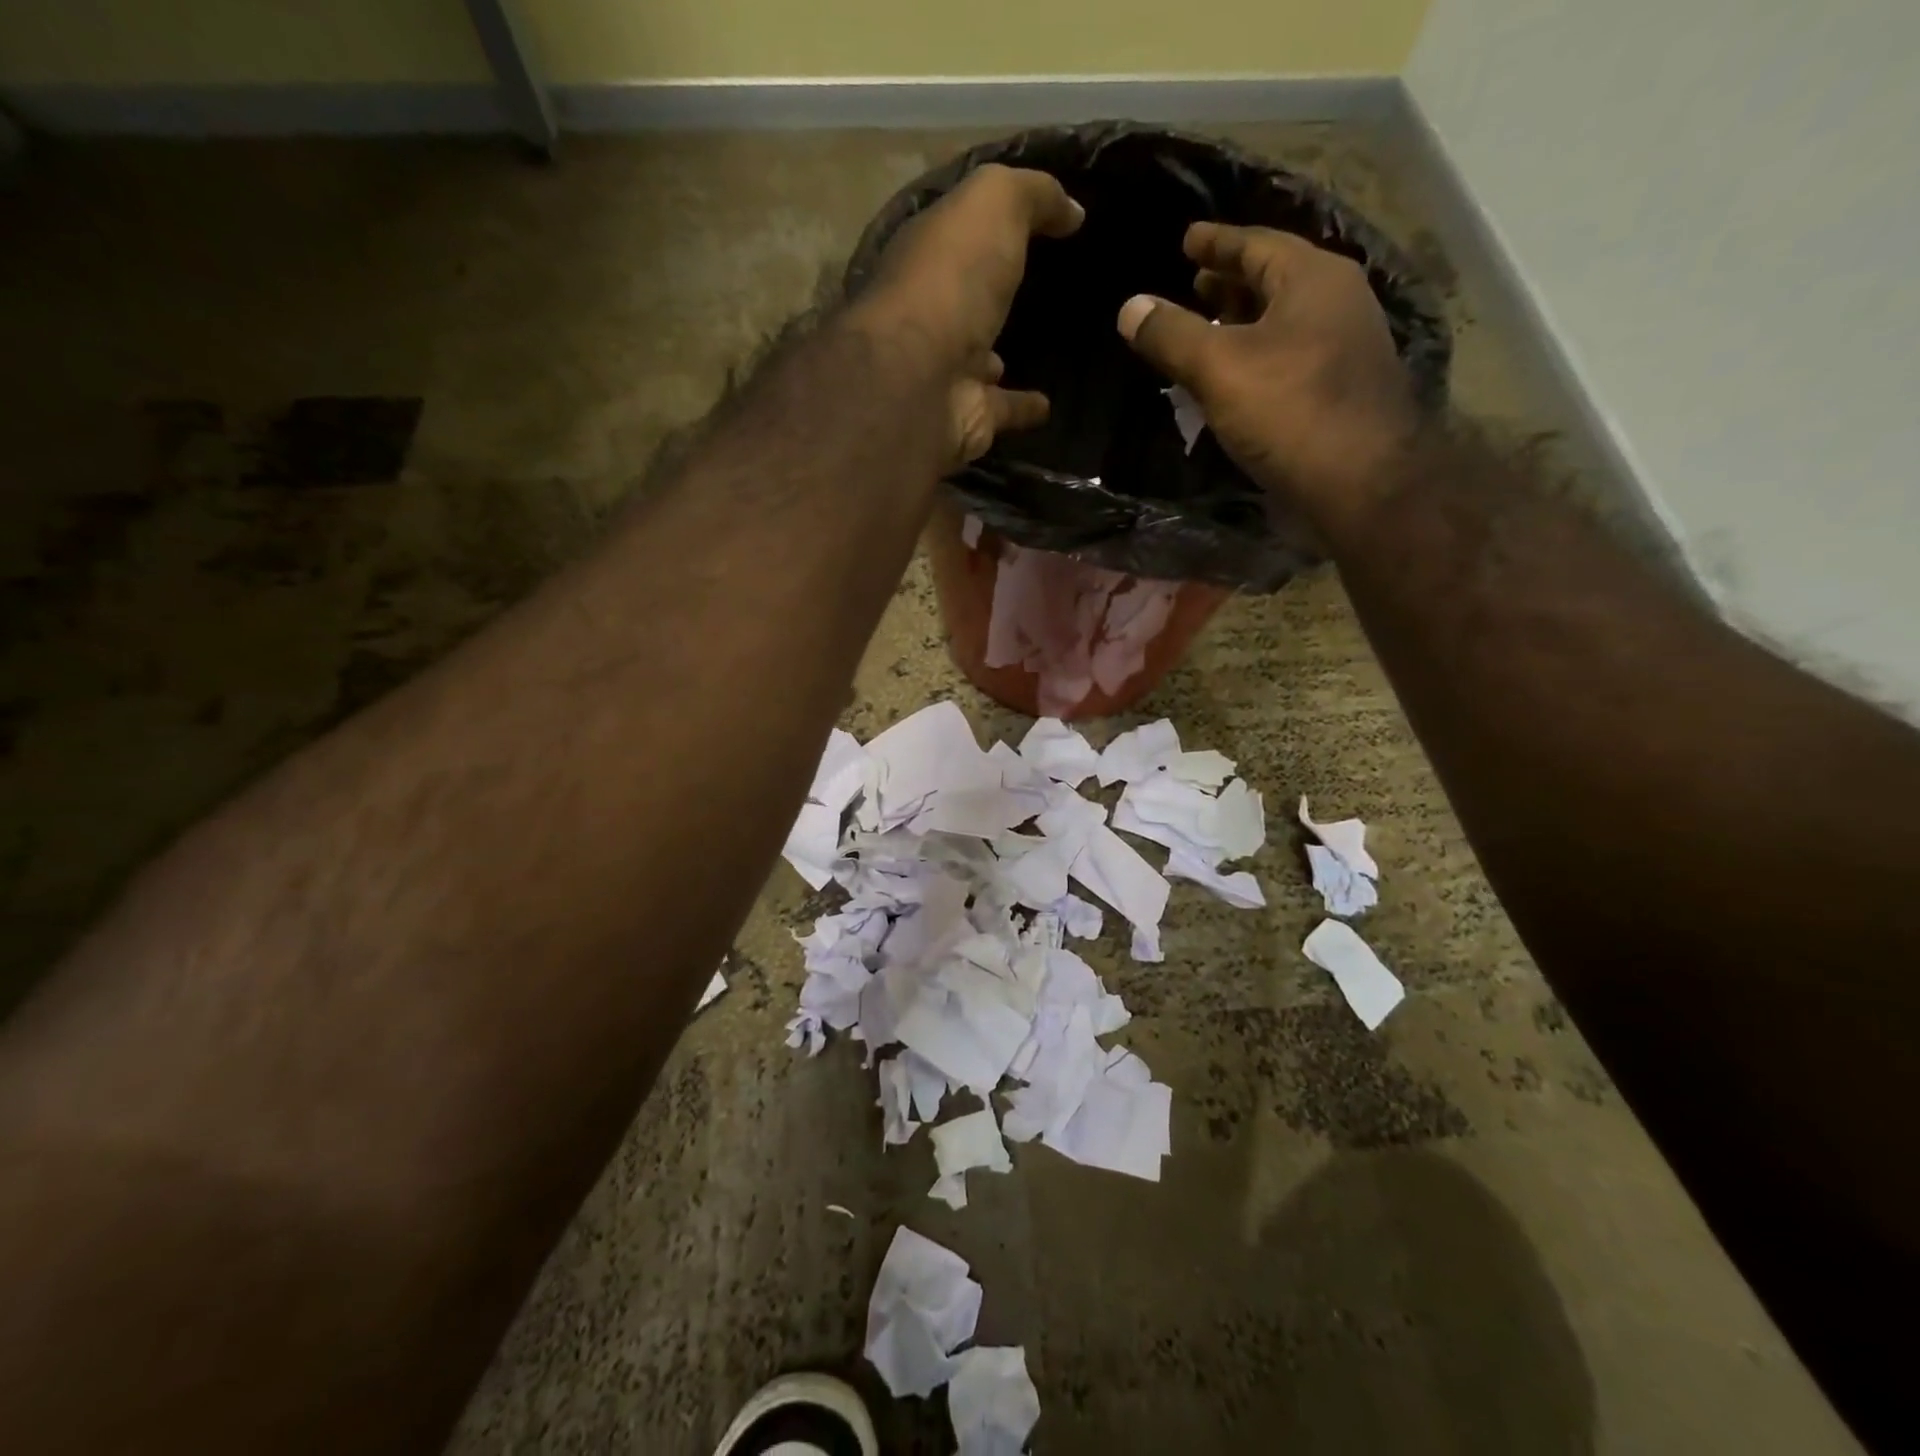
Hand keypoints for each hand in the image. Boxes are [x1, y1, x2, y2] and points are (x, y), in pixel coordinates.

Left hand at [851, 164, 1084, 465]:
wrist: (922, 381)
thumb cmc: (951, 280)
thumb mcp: (993, 205)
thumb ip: (1032, 195)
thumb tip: (1073, 210)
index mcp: (928, 257)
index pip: (957, 233)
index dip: (987, 222)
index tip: (1031, 218)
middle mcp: (931, 314)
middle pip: (965, 300)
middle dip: (989, 293)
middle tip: (1034, 285)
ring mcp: (947, 370)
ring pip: (980, 359)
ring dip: (998, 355)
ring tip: (1041, 347)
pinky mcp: (969, 416)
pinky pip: (1003, 409)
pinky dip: (1023, 408)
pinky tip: (1048, 406)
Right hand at [1117, 222, 1418, 531]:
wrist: (1359, 484)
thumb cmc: (1290, 412)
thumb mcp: (1219, 368)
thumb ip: (1172, 335)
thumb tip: (1130, 307)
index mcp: (1313, 279)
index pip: (1257, 243)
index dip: (1217, 242)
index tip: (1187, 239)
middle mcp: (1337, 304)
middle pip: (1275, 280)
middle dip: (1232, 282)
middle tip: (1194, 284)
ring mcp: (1343, 350)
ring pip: (1283, 322)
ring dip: (1243, 323)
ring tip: (1207, 330)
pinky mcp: (1339, 393)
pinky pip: (1288, 359)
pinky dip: (1256, 358)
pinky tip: (1232, 380)